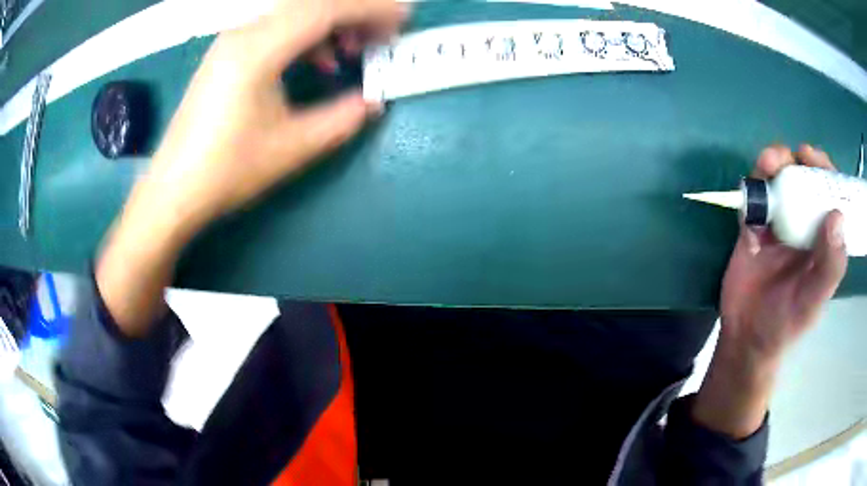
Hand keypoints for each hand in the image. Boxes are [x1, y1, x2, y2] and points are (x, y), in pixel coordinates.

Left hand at [97, 0, 407, 335]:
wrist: (173, 190)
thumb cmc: (226, 171)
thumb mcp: (292, 147)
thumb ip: (341, 118)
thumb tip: (373, 101)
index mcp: (258, 50)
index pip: (325, 9)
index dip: (371, 9)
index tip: (403, 18)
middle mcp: (243, 34)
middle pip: (311, 3)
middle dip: (355, 12)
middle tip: (384, 35)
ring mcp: (232, 41)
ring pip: (294, 13)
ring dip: (331, 24)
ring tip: (353, 52)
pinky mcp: (228, 53)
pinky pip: (277, 28)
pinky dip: (307, 36)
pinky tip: (318, 61)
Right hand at [720, 144, 846, 363]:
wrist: (745, 339)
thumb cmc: (785, 324)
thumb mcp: (812, 301)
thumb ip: (829, 266)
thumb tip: (837, 216)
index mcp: (823, 239)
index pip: (829, 195)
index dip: (825, 171)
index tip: (815, 159)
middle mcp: (803, 224)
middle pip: (803, 179)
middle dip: (797, 160)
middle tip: (791, 157)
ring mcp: (777, 223)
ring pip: (777, 180)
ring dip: (772, 163)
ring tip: (767, 163)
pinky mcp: (753, 227)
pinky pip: (753, 198)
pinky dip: (751, 186)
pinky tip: (750, 189)